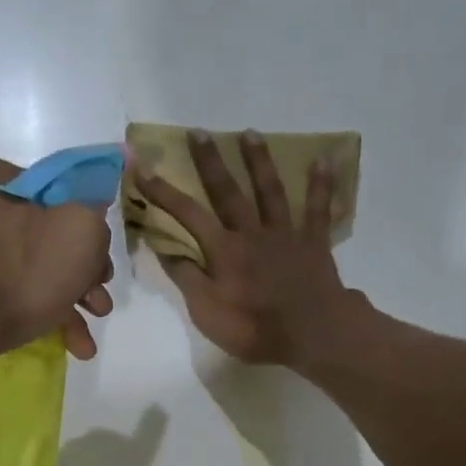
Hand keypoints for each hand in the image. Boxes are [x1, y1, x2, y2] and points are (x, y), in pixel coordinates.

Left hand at [0, 158, 114, 361]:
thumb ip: (95, 217)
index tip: (103, 265)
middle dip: (81, 277)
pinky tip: (66, 343)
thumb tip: (90, 221)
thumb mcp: (81, 231)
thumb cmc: (22, 274)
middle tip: (99, 305)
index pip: (61, 193)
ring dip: (66, 303)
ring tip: (85, 340)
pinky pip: (8, 292)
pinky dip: (38, 313)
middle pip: (47, 237)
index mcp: (0, 179)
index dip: (90, 230)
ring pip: (30, 270)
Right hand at [135, 129, 363, 368]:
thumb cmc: (254, 327)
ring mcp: (285, 235)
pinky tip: (323, 160)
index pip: (187, 215)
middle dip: (210, 162)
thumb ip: (188, 278)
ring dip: (259, 161)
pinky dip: (320, 185)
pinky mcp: (314, 244)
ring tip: (250, 133)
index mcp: (224, 250)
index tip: (142, 167)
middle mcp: (252, 233)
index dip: (163, 191)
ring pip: (270, 192)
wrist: (311, 333)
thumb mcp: (207, 312)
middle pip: (228, 192)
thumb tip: (167, 249)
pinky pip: (318, 210)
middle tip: (199, 132)